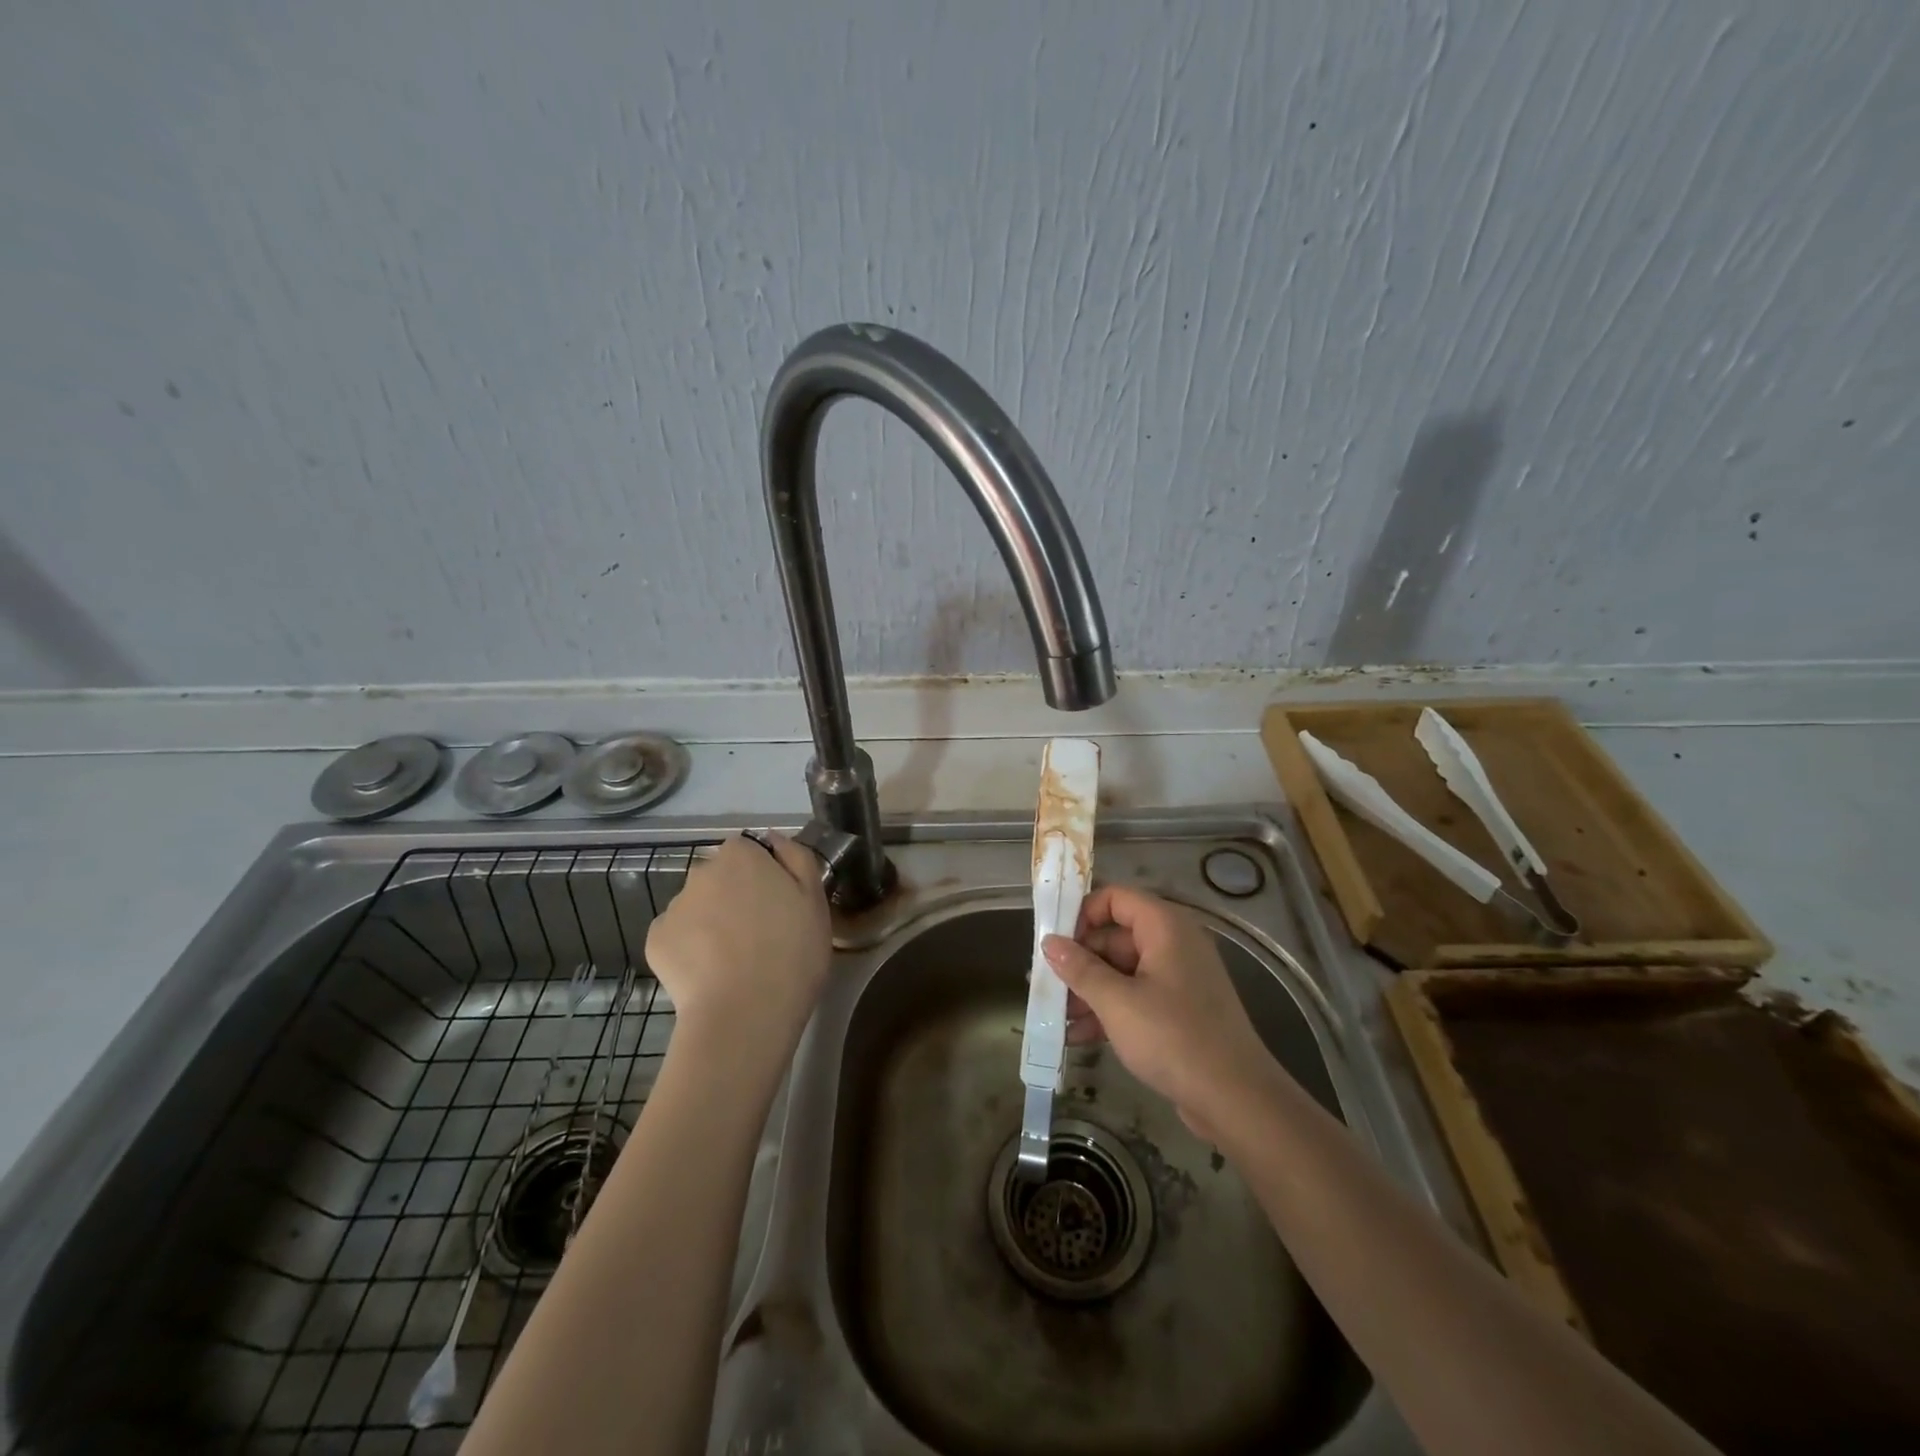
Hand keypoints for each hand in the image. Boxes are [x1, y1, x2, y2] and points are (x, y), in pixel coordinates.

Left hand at [645, 832, 831, 1059]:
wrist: (745, 1014)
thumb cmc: (792, 952)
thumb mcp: (815, 900)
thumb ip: (797, 858)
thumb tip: (774, 839)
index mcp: (741, 855)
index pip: (749, 850)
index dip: (764, 874)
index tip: (779, 904)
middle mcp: (701, 871)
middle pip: (720, 877)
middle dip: (735, 895)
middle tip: (761, 933)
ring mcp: (674, 906)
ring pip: (698, 906)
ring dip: (712, 921)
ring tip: (735, 960)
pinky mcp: (655, 941)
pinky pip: (678, 936)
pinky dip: (691, 949)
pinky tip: (710, 974)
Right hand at [1043, 885, 1276, 1137]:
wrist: (1236, 1099)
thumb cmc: (1174, 1038)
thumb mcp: (1117, 1002)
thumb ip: (1080, 969)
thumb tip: (1049, 942)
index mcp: (1165, 927)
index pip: (1116, 898)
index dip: (1082, 913)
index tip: (1054, 941)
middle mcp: (1174, 944)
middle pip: (1115, 937)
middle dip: (1079, 962)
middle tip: (1047, 986)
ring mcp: (1178, 978)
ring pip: (1122, 971)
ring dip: (1089, 991)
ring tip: (1055, 1018)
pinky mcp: (1180, 1010)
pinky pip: (1136, 997)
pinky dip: (1109, 1011)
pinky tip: (1077, 1036)